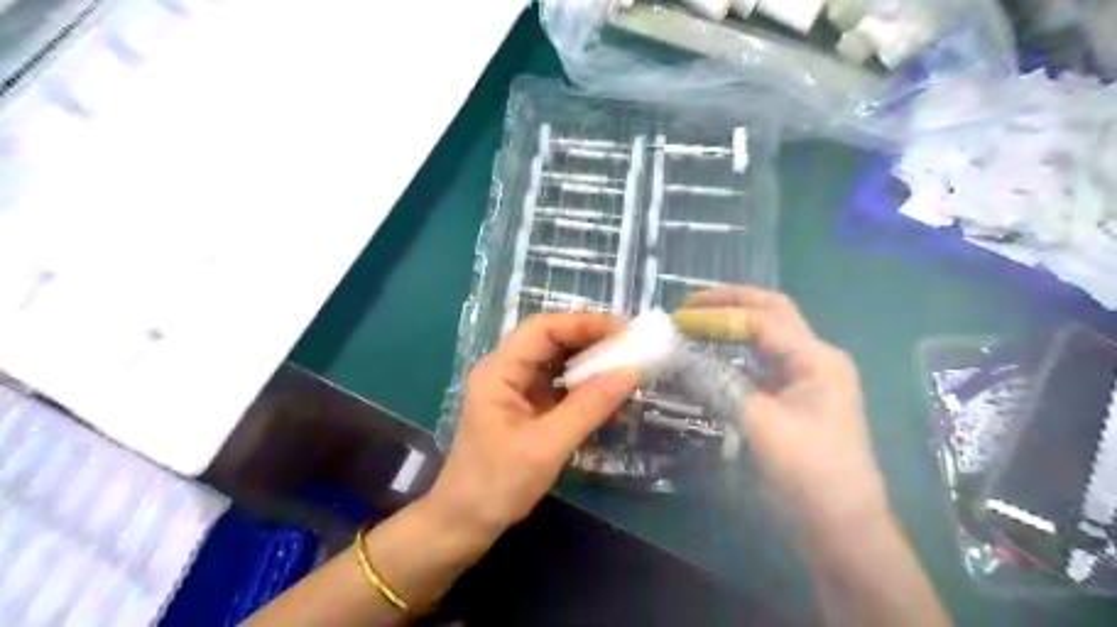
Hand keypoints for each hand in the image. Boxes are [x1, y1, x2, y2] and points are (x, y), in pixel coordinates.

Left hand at [426, 313, 636, 543]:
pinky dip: (585, 390)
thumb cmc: (497, 485)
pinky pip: (559, 389)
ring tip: (626, 368)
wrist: (464, 524)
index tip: (624, 332)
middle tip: (631, 349)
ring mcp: (516, 391)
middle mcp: (506, 373)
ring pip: (557, 364)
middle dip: (591, 342)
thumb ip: (589, 407)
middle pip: (551, 342)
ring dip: (590, 365)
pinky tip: (609, 399)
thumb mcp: (546, 446)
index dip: (584, 324)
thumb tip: (630, 372)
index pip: (543, 329)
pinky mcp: (527, 410)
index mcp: (499, 372)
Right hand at [680, 287, 891, 540]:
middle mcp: (815, 357)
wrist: (841, 526)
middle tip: (689, 303)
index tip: (679, 318)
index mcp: (816, 358)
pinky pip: (761, 362)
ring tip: (696, 320)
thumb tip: (677, 356)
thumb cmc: (808, 472)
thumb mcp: (759, 424)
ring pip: (767, 335)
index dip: (717, 315)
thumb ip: (718, 384)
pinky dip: (735, 352)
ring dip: (732, 323)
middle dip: (730, 302)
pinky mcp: (795, 395)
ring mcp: (807, 376)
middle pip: (771, 313)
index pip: (760, 320)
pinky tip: (711, 354)